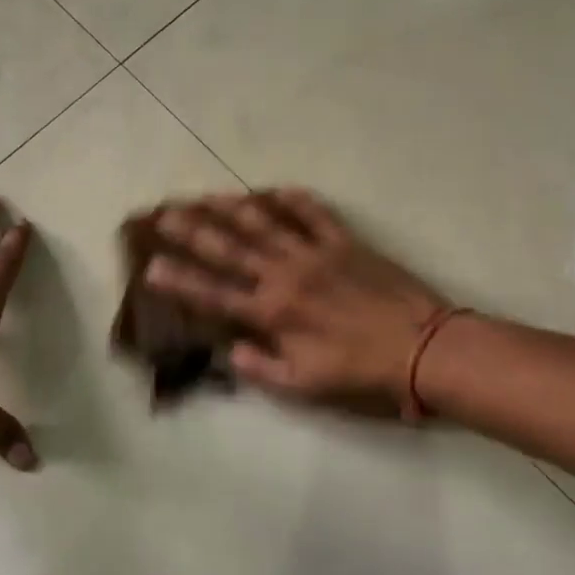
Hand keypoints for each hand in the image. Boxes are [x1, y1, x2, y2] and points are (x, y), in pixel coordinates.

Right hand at [144, 188, 452, 413]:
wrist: (422, 347)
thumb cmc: (360, 371)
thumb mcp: (305, 386)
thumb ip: (261, 369)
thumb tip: (229, 352)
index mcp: (272, 312)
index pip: (214, 293)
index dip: (180, 280)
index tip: (152, 265)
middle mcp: (284, 275)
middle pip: (230, 248)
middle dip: (193, 230)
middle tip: (165, 214)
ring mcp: (314, 253)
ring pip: (264, 223)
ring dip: (232, 207)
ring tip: (207, 195)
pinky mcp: (344, 242)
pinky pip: (314, 213)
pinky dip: (293, 199)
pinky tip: (275, 189)